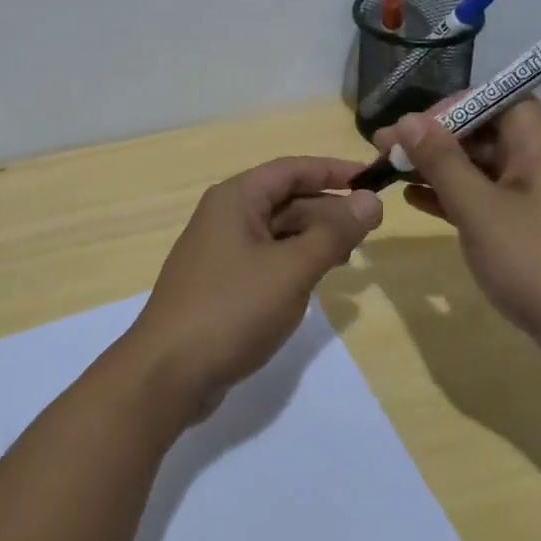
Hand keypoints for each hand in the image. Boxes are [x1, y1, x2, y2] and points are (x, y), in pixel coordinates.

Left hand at [120, 157, 382, 416]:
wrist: (168, 372)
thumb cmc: (232, 309)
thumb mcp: (292, 269)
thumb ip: (333, 234)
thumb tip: (369, 200)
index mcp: (236, 198)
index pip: (291, 169)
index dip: (333, 171)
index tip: (372, 179)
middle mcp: (225, 216)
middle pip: (285, 199)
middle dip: (327, 210)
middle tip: (371, 230)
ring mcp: (220, 251)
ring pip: (277, 231)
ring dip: (313, 238)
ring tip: (350, 258)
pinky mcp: (221, 284)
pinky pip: (266, 259)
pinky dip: (294, 262)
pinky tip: (315, 281)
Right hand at [376, 102, 540, 384]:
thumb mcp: (481, 210)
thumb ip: (442, 162)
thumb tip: (407, 120)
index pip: (496, 100)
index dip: (451, 106)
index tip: (410, 126)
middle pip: (485, 134)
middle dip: (435, 139)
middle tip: (385, 150)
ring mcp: (540, 201)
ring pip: (483, 170)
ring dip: (439, 169)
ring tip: (391, 172)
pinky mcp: (534, 234)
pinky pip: (488, 202)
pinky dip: (455, 199)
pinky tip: (417, 202)